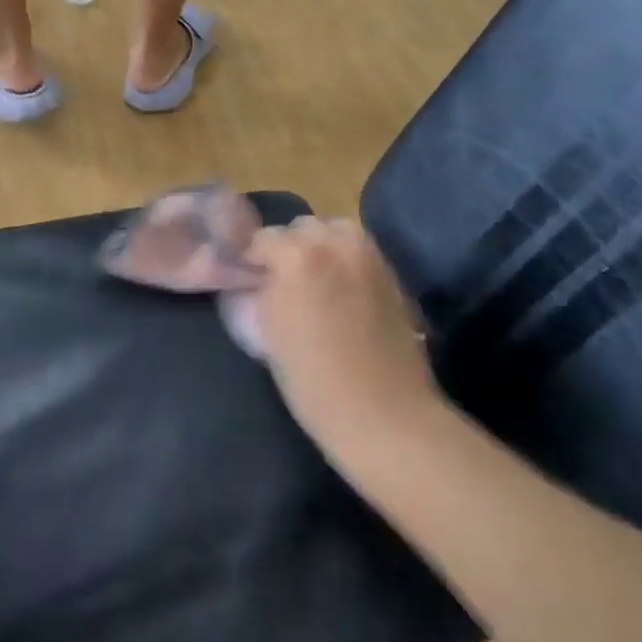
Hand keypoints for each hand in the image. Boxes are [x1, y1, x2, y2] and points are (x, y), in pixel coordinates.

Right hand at [249, 217, 439, 467]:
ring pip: (336, 231)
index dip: (252, 260)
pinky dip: (346, 261)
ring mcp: (369, 256)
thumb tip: (254, 279)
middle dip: (289, 248)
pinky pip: (360, 252)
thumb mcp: (267, 334)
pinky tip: (341, 293)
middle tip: (282, 281)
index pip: (263, 239)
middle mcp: (335, 244)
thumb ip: (258, 293)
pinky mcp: (392, 275)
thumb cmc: (313, 381)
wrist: (384, 414)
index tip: (249, 280)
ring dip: (321, 248)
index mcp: (297, 256)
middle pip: (302, 227)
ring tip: (314, 282)